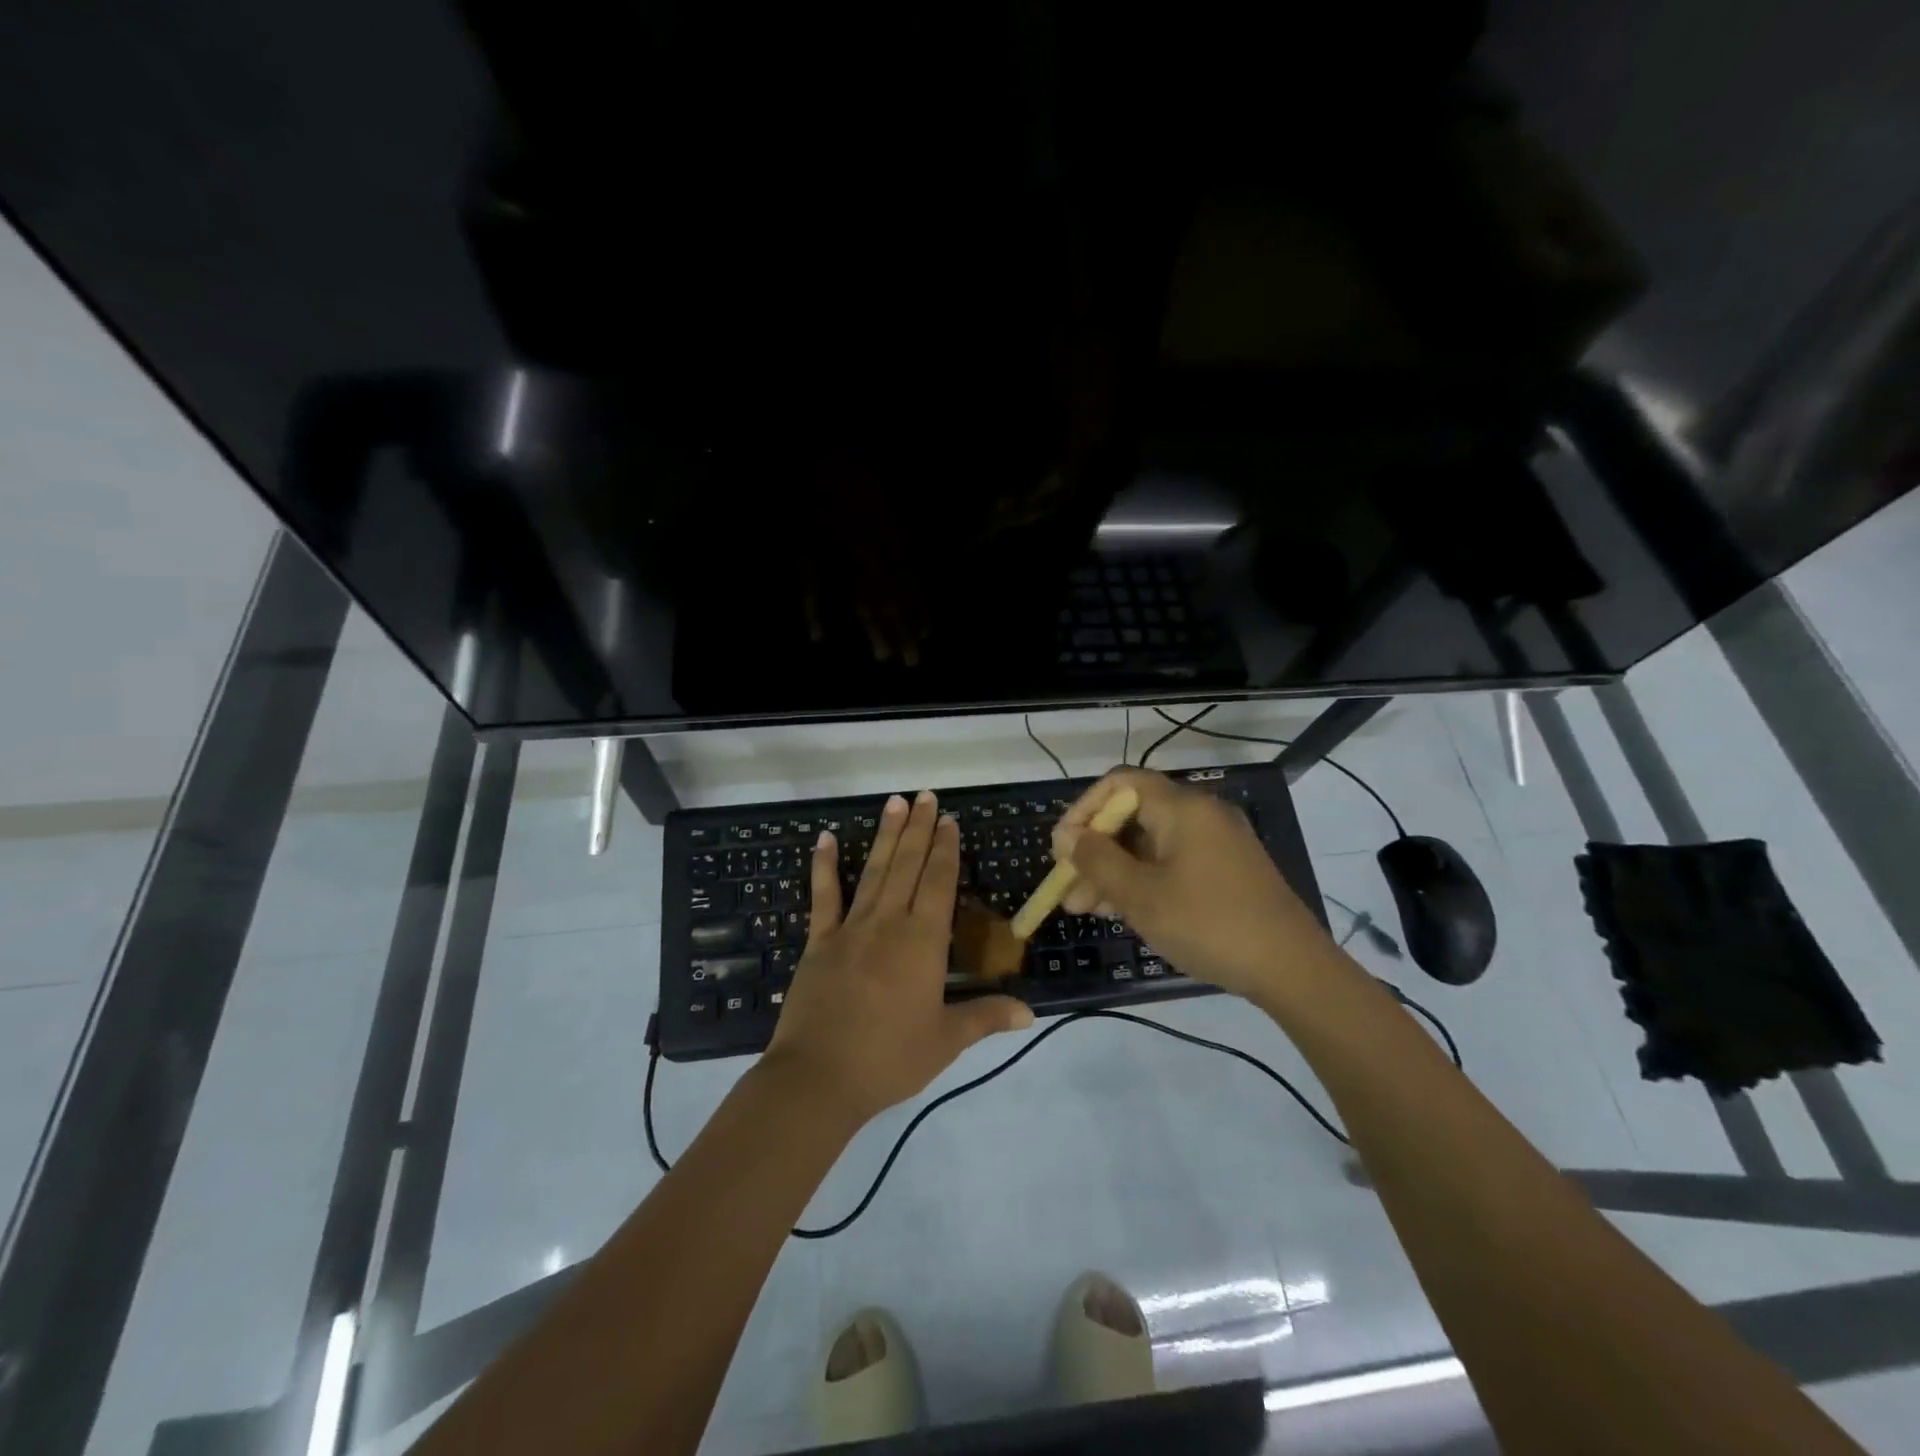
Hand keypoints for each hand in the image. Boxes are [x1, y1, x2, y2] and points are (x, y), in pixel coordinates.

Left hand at [765, 791, 1033, 1124]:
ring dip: (885, 835)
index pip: (939, 883)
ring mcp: (850, 928)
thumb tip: (1031, 1012)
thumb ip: (987, 1017)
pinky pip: (823, 896)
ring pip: (873, 871)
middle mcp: (888, 923)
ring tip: (894, 802)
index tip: (948, 820)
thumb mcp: (946, 1040)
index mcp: (923, 942)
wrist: (819, 1078)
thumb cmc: (890, 1059)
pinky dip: (823, 866)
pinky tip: (823, 838)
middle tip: (925, 795)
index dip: (945, 849)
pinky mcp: (818, 941)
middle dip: (919, 829)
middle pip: (907, 865)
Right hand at [1052, 767, 1340, 1003]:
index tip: (1063, 848)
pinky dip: (1143, 880)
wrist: (1292, 968)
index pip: (1119, 783)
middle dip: (1095, 851)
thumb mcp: (1141, 895)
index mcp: (1182, 807)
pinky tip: (1123, 911)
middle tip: (1068, 890)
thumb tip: (1069, 837)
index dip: (1084, 809)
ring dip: (1114, 871)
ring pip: (1150, 845)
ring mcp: (1216, 843)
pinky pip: (1172, 862)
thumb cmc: (1208, 923)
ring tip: (1086, 910)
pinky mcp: (1226, 870)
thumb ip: (1097, 860)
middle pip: (1132, 816)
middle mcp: (1200, 814)